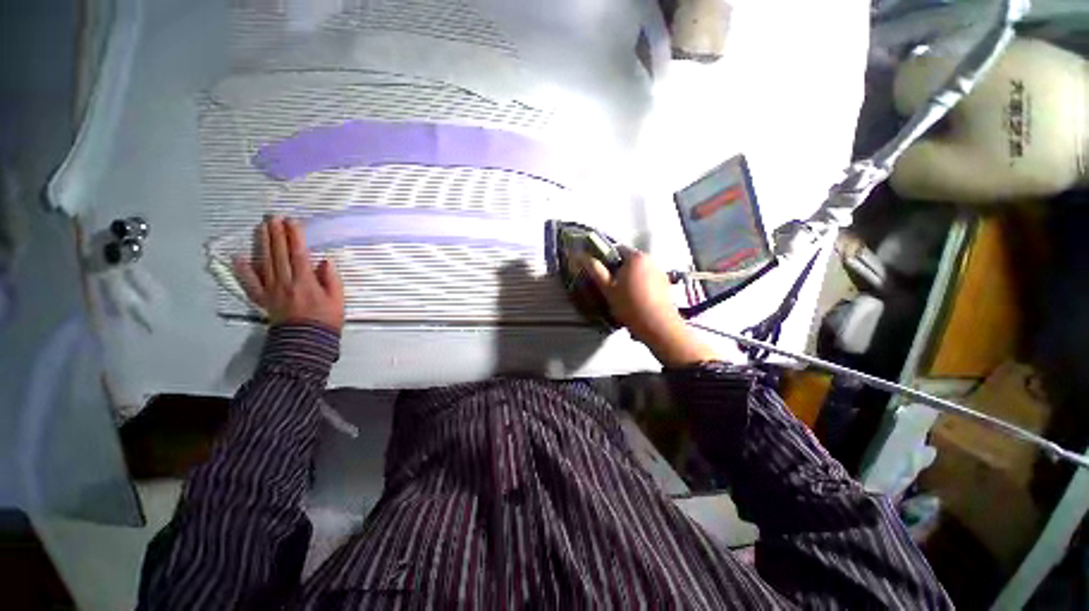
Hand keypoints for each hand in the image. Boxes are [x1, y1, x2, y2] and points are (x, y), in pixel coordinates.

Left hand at [232, 216, 344, 330]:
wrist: (307, 342)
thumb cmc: (326, 319)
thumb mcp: (338, 299)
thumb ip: (331, 279)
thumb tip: (324, 260)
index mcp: (306, 282)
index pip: (299, 254)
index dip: (295, 237)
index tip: (292, 221)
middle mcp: (286, 282)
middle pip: (279, 255)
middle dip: (277, 235)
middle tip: (273, 217)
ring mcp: (272, 290)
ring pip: (265, 263)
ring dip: (263, 244)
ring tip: (262, 228)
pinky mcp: (263, 299)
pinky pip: (251, 283)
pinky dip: (244, 270)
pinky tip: (239, 258)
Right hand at [581, 247, 718, 366]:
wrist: (658, 326)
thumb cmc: (630, 305)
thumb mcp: (608, 289)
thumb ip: (595, 271)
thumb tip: (581, 257)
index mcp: (636, 257)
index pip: (616, 249)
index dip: (605, 259)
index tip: (600, 273)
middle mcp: (651, 259)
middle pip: (628, 261)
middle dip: (618, 271)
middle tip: (610, 287)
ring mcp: (660, 272)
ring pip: (638, 271)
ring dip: (629, 279)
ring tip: (623, 297)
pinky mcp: (666, 284)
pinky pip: (648, 280)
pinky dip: (640, 286)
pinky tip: (636, 301)